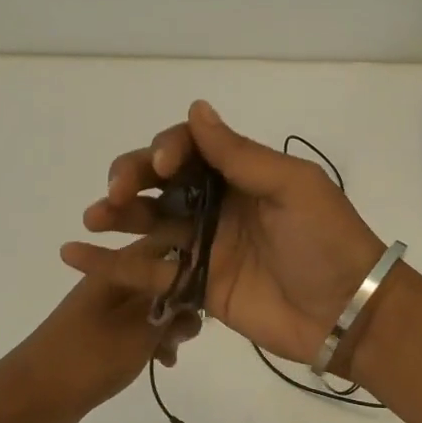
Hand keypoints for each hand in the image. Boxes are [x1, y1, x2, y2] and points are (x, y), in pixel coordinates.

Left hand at [0, 237, 202, 422]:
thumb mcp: (138, 334)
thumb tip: (194, 295)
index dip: (190, 260)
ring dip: (170, 326)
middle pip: (161, 279)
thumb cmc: (86, 358)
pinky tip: (163, 363)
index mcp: (116, 270)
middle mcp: (113, 283)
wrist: (32, 397)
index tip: (213, 285)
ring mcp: (107, 310)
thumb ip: (171, 312)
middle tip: (188, 331)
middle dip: (183, 302)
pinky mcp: (105, 335)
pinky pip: (140, 330)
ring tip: (173, 352)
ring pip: (154, 307)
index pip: (162, 245)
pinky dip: (154, 342)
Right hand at [62, 100, 386, 366]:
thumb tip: (197, 110)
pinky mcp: (196, 286)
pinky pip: (149, 272)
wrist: (345, 312)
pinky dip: (111, 265)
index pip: (191, 149)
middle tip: (116, 193)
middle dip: (133, 179)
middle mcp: (218, 205)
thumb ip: (240, 155)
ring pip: (150, 223)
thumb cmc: (326, 241)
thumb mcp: (292, 187)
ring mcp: (205, 246)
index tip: (162, 166)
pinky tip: (76, 255)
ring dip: (117, 216)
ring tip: (93, 217)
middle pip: (162, 183)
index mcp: (242, 175)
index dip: (168, 150)